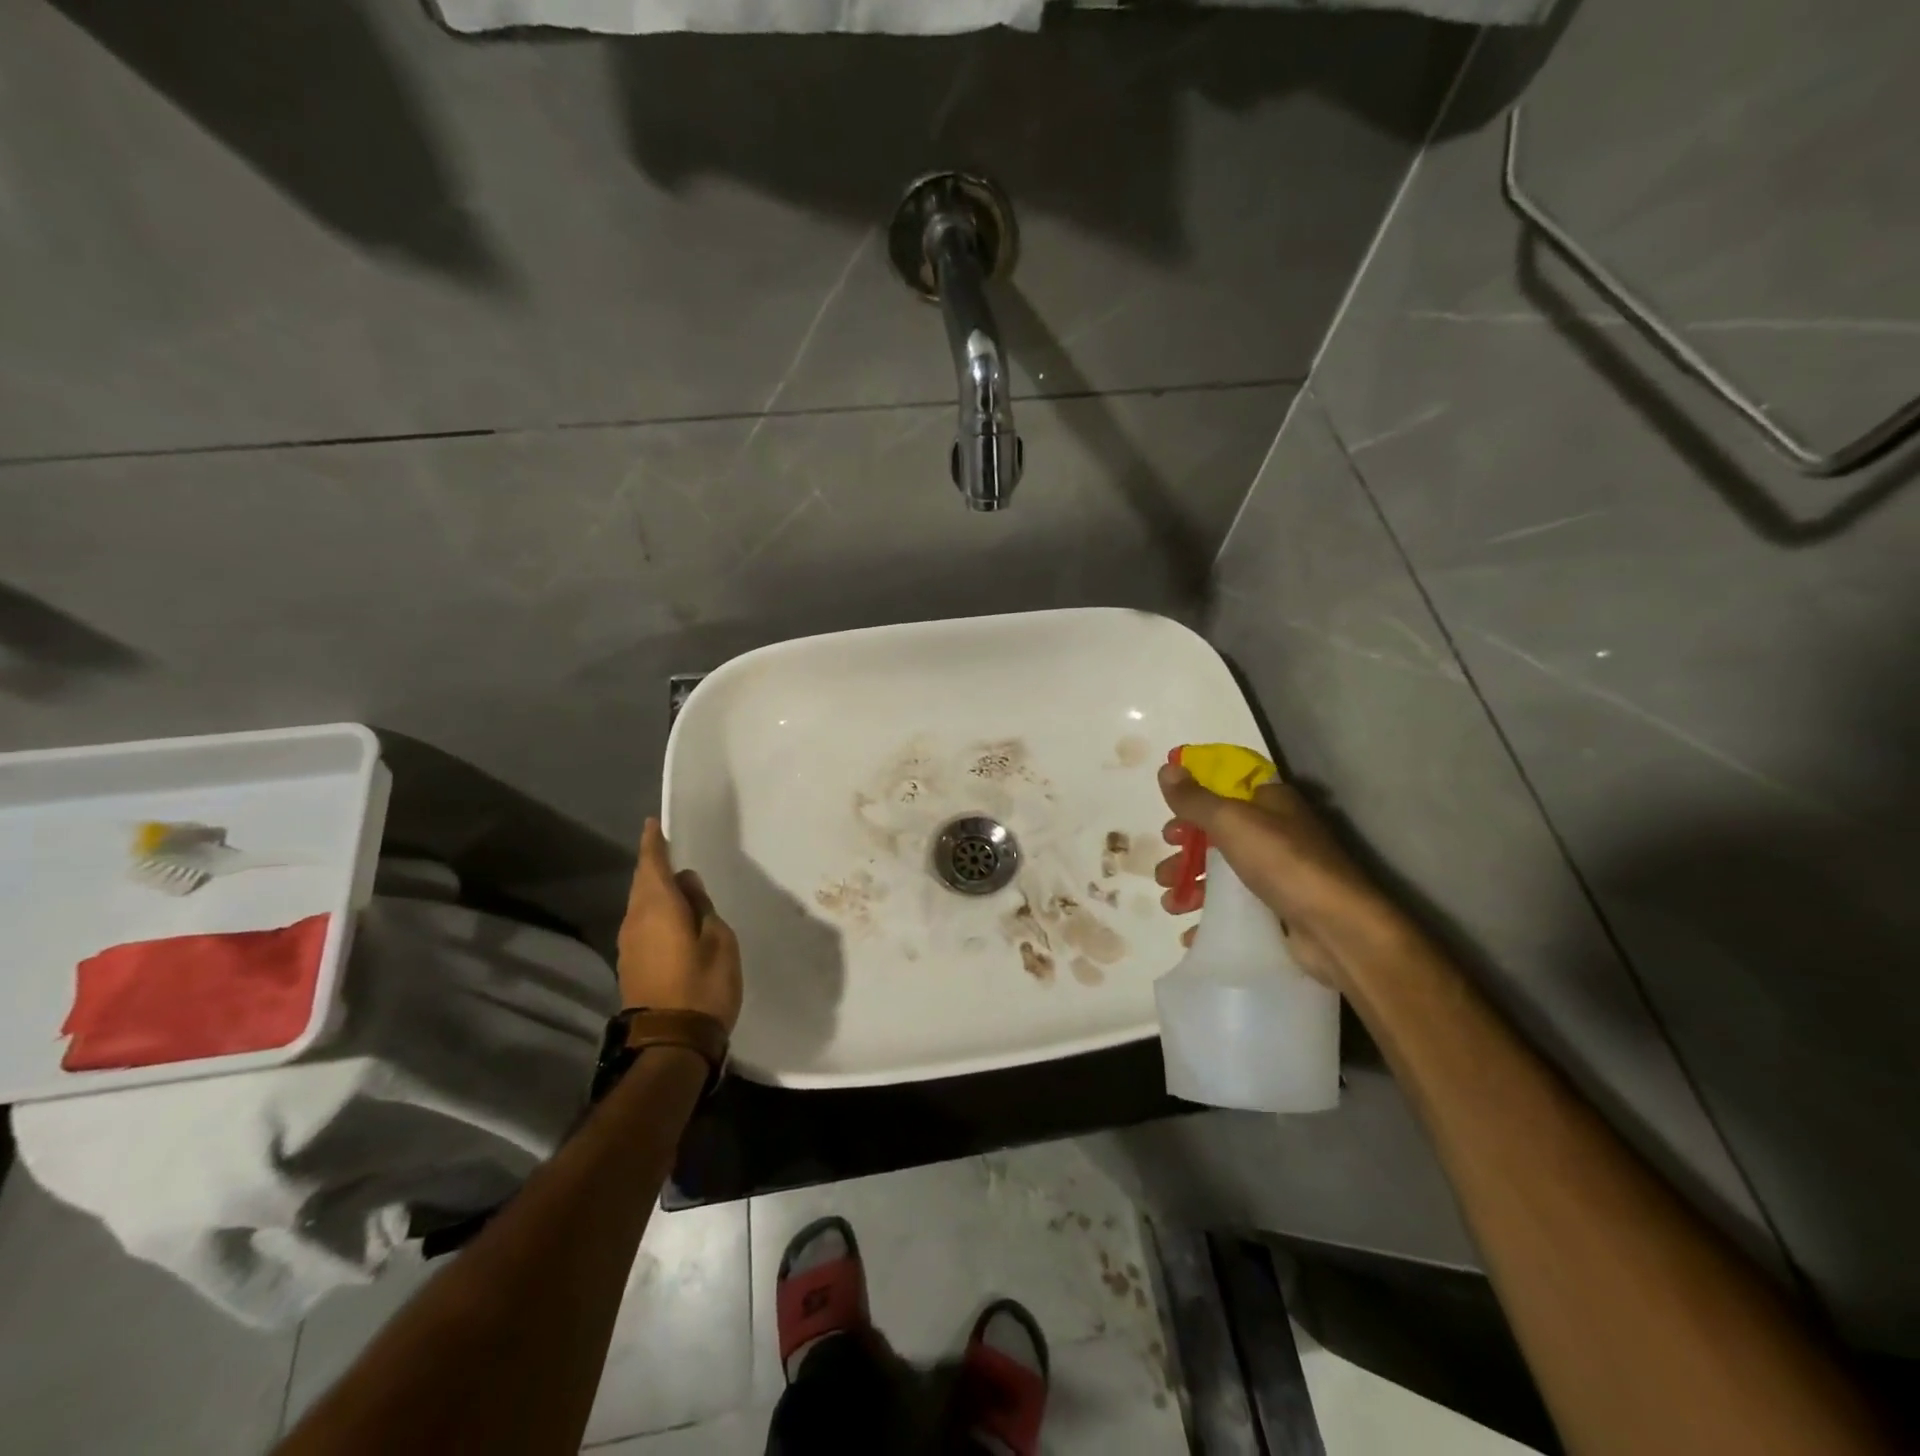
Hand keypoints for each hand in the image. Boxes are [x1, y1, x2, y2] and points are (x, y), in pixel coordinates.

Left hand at [617, 819, 743, 1033]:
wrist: (672, 1042)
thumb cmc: (703, 984)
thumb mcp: (718, 939)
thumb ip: (701, 906)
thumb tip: (686, 884)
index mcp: (658, 907)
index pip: (652, 863)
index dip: (654, 842)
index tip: (653, 824)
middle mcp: (636, 920)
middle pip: (643, 883)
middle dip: (654, 865)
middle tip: (669, 850)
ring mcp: (629, 944)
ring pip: (641, 905)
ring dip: (655, 891)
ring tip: (677, 884)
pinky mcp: (631, 965)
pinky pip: (642, 924)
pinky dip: (655, 913)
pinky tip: (672, 918)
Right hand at [1154, 762, 1389, 989]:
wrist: (1337, 929)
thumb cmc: (1283, 862)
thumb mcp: (1231, 821)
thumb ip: (1195, 798)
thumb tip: (1166, 768)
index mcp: (1270, 802)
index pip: (1225, 789)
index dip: (1194, 802)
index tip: (1169, 822)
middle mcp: (1276, 832)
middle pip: (1218, 835)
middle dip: (1185, 853)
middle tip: (1165, 870)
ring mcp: (1278, 872)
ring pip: (1223, 873)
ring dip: (1191, 886)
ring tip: (1171, 905)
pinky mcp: (1278, 908)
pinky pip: (1235, 908)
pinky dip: (1210, 918)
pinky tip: (1191, 932)